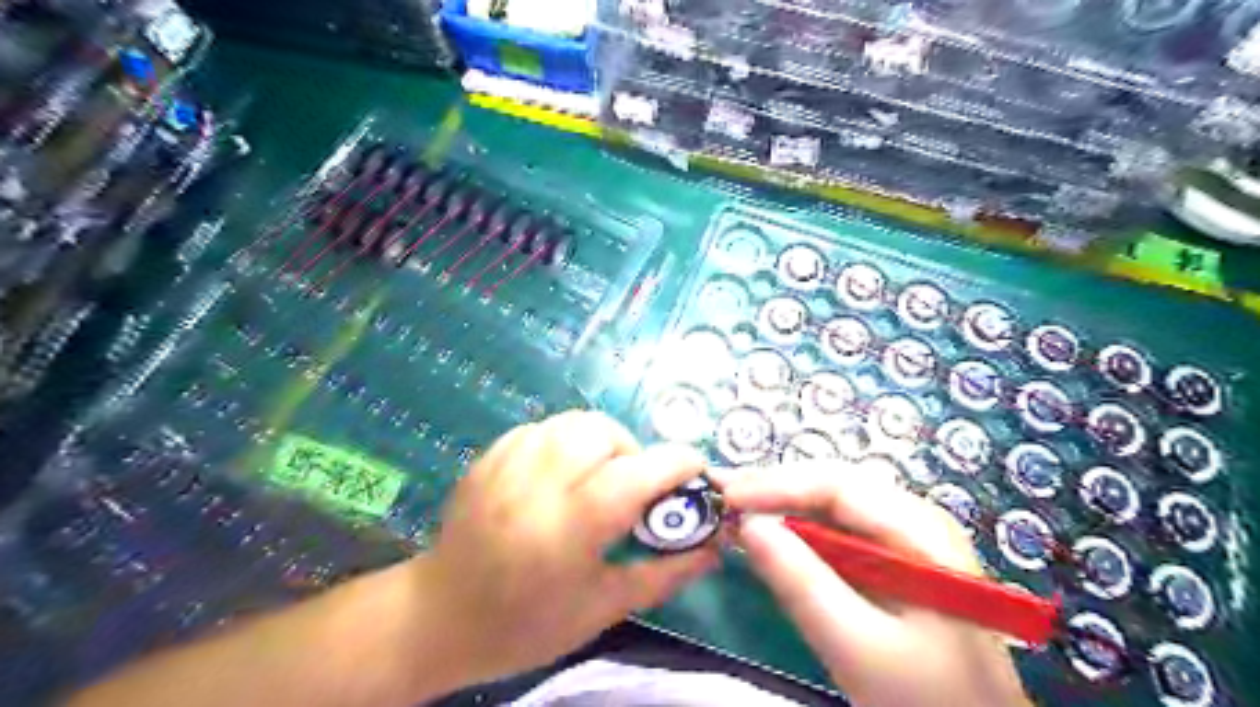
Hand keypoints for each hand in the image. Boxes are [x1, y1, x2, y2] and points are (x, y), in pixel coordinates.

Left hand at [415, 410, 718, 688]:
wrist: (440, 617)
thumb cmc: (528, 623)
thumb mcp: (603, 608)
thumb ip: (664, 573)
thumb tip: (714, 549)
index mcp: (570, 527)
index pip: (636, 473)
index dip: (676, 463)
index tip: (696, 470)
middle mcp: (538, 484)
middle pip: (603, 433)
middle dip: (633, 451)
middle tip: (635, 484)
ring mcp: (507, 464)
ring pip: (572, 421)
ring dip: (601, 440)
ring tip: (600, 473)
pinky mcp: (489, 456)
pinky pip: (542, 427)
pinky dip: (565, 440)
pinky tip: (562, 471)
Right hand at [724, 464, 1028, 706]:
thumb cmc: (926, 699)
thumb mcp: (857, 646)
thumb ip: (800, 582)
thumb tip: (746, 524)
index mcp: (921, 530)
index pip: (837, 485)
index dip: (776, 484)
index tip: (726, 497)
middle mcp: (915, 520)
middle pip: (834, 488)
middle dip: (775, 489)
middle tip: (722, 496)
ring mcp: (906, 540)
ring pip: (832, 507)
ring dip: (782, 506)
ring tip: (735, 509)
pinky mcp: (892, 562)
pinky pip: (838, 534)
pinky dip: (798, 533)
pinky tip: (770, 538)